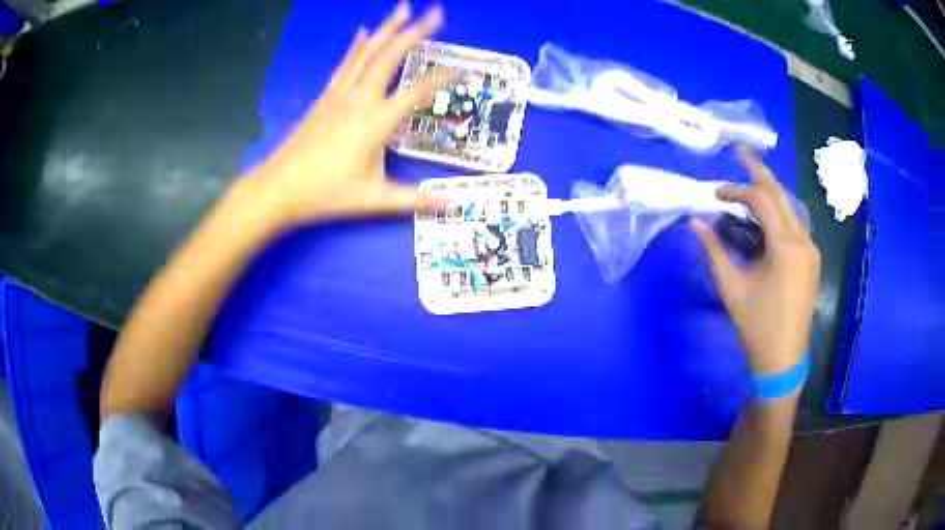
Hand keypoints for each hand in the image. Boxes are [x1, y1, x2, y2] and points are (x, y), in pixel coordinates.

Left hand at [250, 2, 448, 227]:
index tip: (465, 69)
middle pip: (391, 56)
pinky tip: (364, 32)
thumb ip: (414, 199)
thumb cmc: (326, 193)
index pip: (418, 90)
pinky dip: (357, 46)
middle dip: (416, 31)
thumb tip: (451, 206)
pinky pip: (346, 64)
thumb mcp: (373, 199)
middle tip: (437, 12)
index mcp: (377, 121)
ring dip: (388, 28)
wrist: (279, 188)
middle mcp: (360, 99)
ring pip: (367, 52)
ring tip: (404, 8)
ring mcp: (340, 94)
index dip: (444, 78)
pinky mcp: (325, 97)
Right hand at [690, 147, 820, 375]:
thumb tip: (694, 221)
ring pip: (789, 208)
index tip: (714, 194)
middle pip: (780, 194)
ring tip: (746, 188)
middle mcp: (804, 241)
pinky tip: (761, 220)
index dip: (736, 190)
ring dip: (767, 195)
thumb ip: (714, 249)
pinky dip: (776, 216)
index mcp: (786, 246)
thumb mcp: (732, 287)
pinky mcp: (810, 260)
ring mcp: (810, 250)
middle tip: (740, 152)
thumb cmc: (757, 326)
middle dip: (759, 172)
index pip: (762, 200)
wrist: (783, 360)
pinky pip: (793, 225)